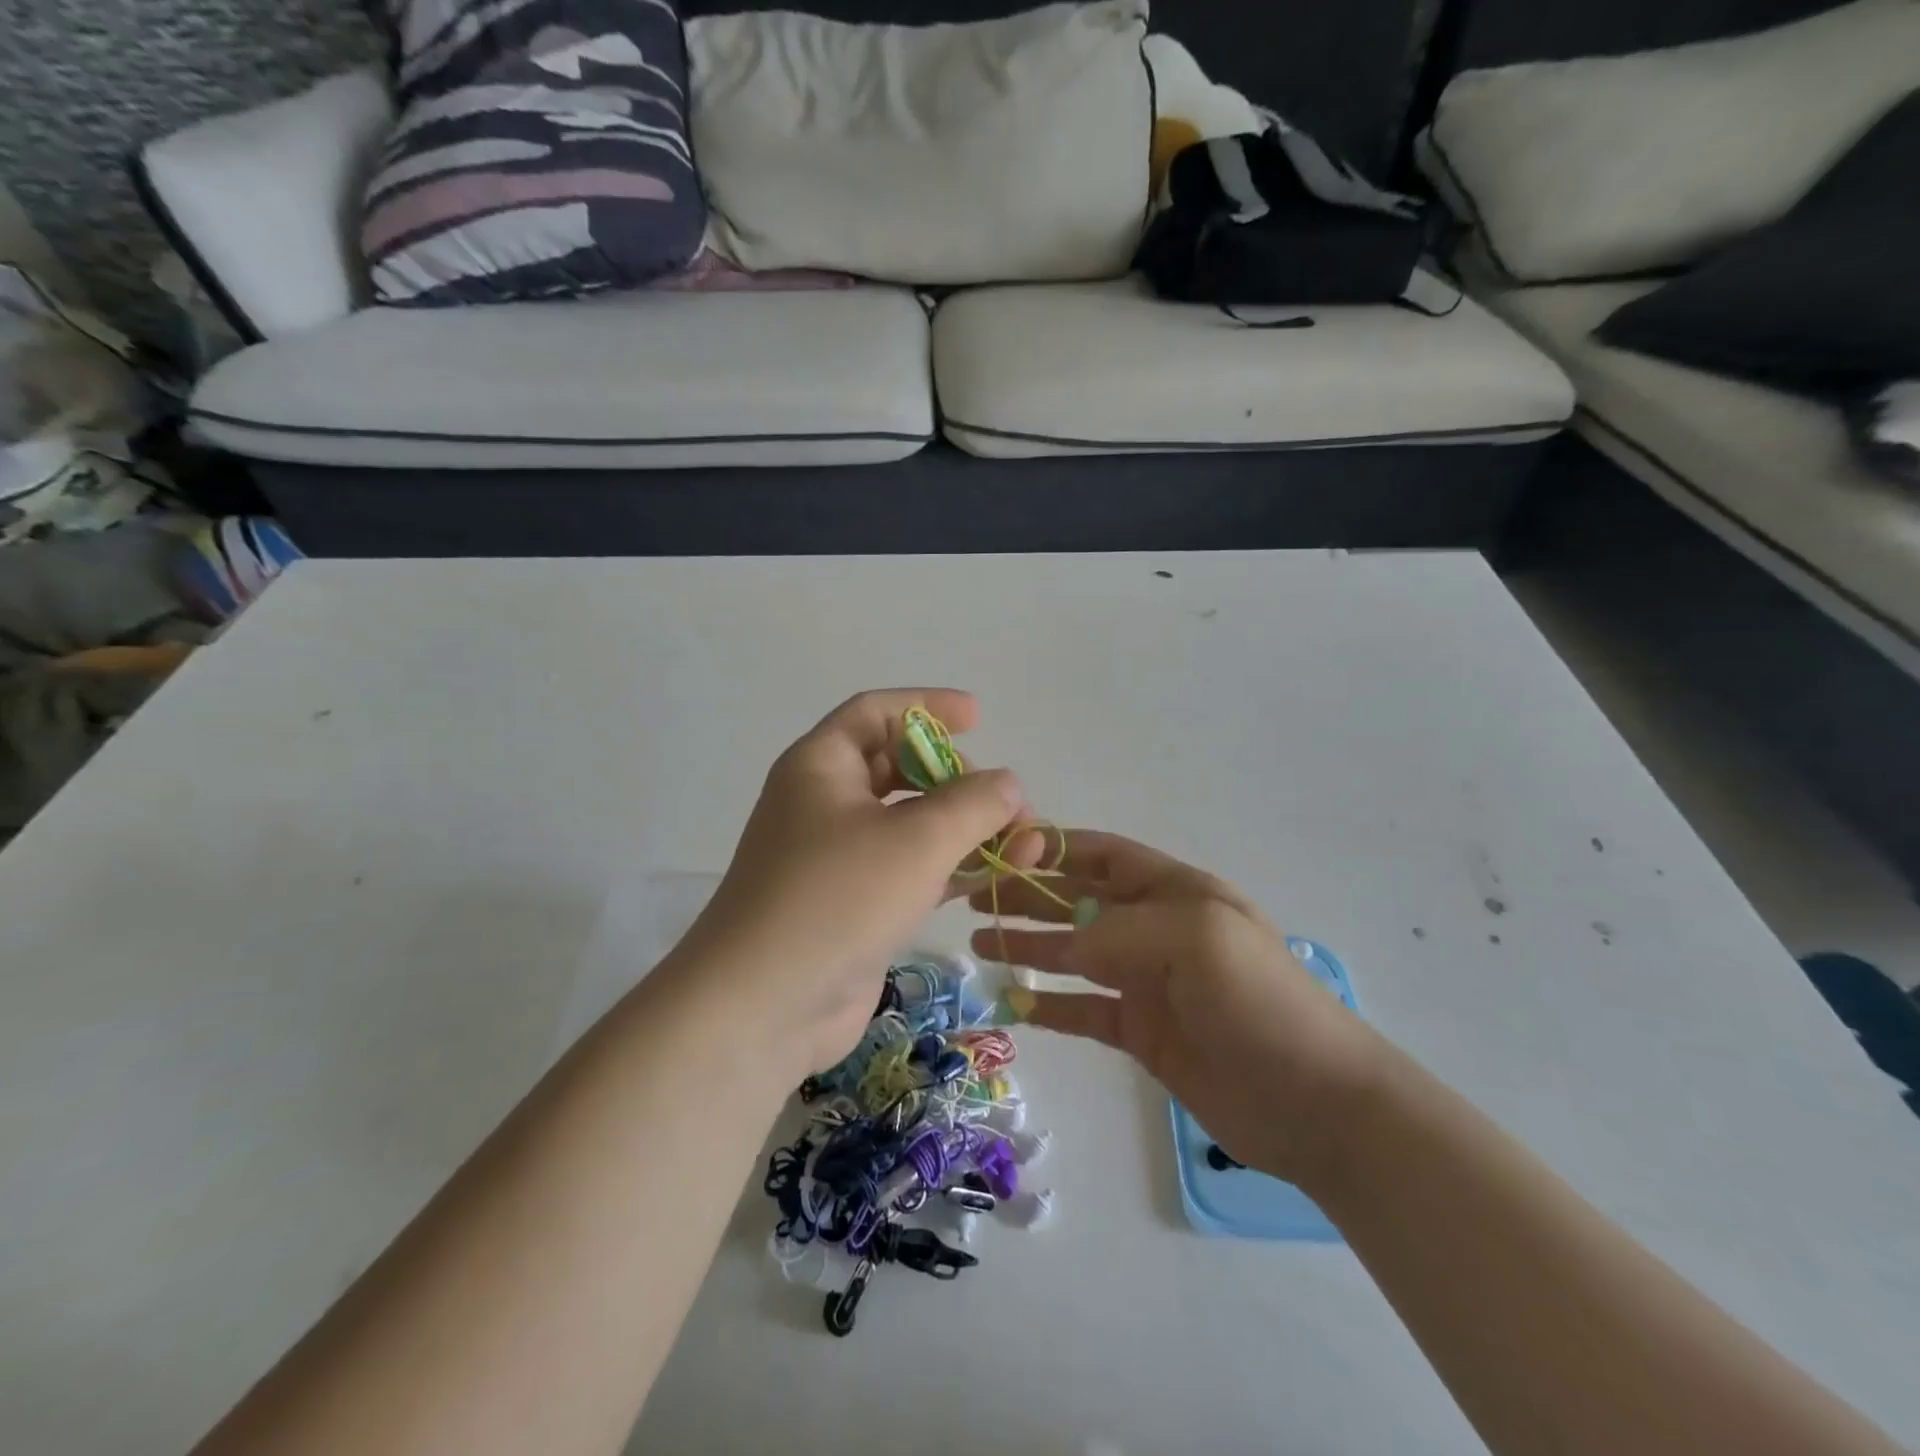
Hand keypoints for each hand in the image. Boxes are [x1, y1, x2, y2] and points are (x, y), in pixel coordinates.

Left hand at [676, 689, 1030, 1077]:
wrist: (765, 1006)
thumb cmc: (837, 898)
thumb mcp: (917, 840)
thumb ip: (973, 803)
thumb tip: (1008, 784)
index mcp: (822, 765)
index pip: (876, 713)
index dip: (928, 706)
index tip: (978, 717)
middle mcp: (825, 802)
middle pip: (901, 767)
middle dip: (960, 779)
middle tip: (1006, 803)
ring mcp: (838, 857)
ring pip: (912, 823)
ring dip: (967, 828)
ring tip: (1026, 844)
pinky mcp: (854, 904)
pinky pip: (911, 868)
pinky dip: (952, 867)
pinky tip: (996, 875)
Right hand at [972, 832, 1385, 1188]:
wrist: (1315, 1101)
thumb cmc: (1258, 1000)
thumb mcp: (1194, 938)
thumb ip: (1119, 930)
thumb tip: (1063, 941)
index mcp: (1174, 891)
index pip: (1102, 856)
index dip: (1054, 847)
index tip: (1000, 850)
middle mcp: (1156, 928)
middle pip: (1078, 900)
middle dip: (1028, 894)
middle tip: (970, 897)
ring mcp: (1148, 981)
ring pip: (1073, 953)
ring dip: (1028, 944)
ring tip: (977, 942)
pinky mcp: (1143, 1031)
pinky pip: (1084, 1009)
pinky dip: (1049, 1004)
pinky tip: (1014, 1002)